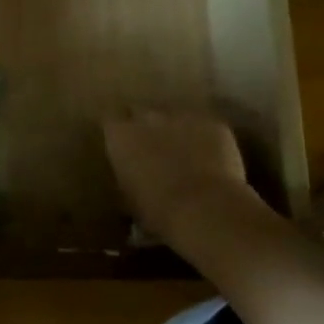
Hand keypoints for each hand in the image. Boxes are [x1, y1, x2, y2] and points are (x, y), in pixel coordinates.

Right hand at [102, 109, 271, 256]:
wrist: (205, 209)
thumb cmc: (158, 211)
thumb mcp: (130, 199)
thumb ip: (128, 179)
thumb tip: (133, 180)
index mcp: (120, 136)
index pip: (110, 121)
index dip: (119, 132)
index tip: (123, 145)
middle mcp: (148, 118)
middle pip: (142, 112)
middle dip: (146, 126)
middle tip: (153, 148)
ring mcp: (183, 117)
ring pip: (176, 118)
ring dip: (177, 131)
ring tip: (185, 155)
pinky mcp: (213, 124)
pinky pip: (206, 127)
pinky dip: (206, 140)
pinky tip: (213, 160)